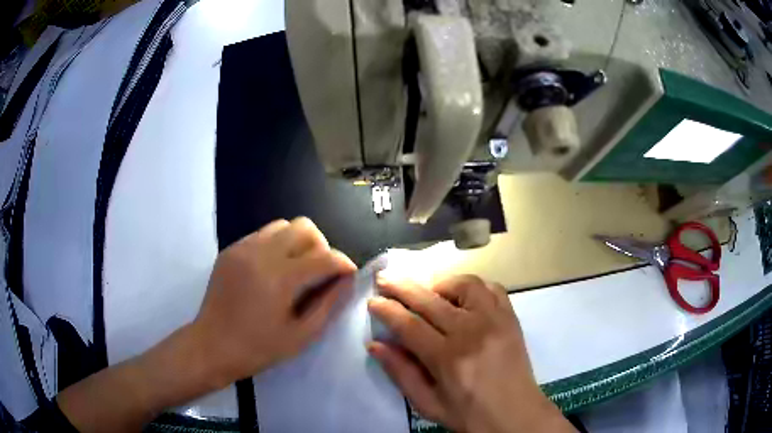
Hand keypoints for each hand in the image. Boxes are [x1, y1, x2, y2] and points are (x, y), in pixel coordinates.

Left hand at [193, 217, 356, 385]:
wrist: (212, 345)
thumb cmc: (258, 348)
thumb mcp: (301, 335)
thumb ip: (328, 304)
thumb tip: (346, 279)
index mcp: (280, 279)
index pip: (324, 256)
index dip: (343, 263)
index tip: (347, 274)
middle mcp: (261, 254)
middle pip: (304, 227)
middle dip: (321, 246)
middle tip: (320, 271)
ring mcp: (243, 248)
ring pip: (283, 225)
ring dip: (298, 242)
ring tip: (296, 269)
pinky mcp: (231, 250)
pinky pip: (262, 234)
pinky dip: (277, 246)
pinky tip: (272, 271)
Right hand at [367, 276, 574, 432]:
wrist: (516, 415)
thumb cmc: (468, 415)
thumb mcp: (427, 404)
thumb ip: (401, 373)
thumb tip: (375, 344)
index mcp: (448, 358)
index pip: (409, 325)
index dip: (387, 310)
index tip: (372, 301)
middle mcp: (472, 332)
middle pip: (430, 299)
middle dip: (402, 286)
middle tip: (384, 278)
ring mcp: (495, 321)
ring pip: (464, 284)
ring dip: (440, 283)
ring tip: (427, 291)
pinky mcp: (511, 318)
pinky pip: (492, 288)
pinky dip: (473, 286)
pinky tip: (461, 296)